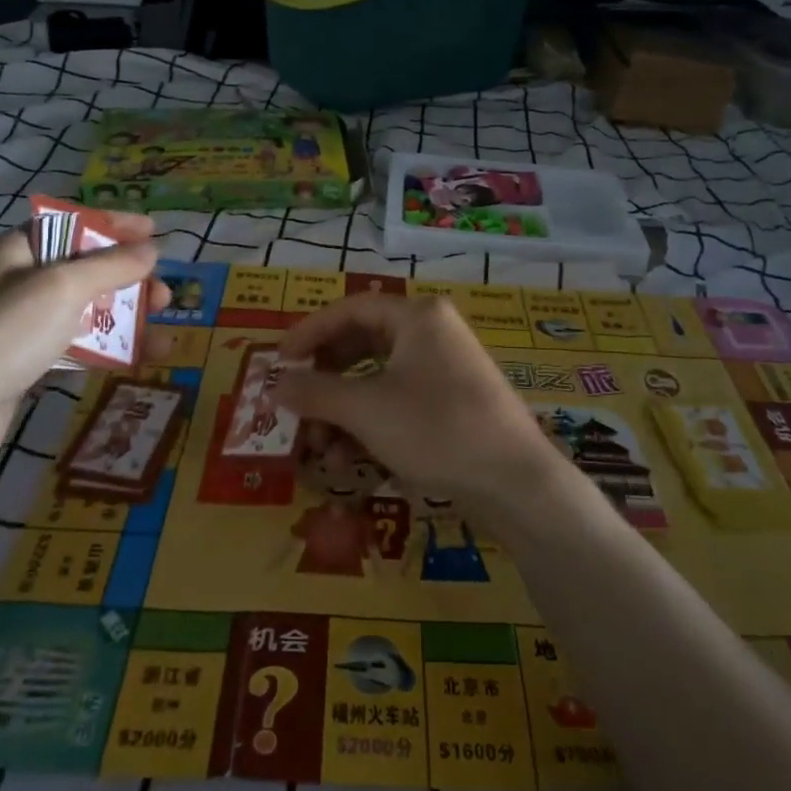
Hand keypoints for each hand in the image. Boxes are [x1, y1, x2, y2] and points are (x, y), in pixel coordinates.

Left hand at [0, 214, 169, 467]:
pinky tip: (139, 359)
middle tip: (165, 296)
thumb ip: (110, 266)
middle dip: (130, 280)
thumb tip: (151, 249)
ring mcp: (19, 326)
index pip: (74, 224)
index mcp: (18, 251)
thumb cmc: (2, 335)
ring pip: (85, 311)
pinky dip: (108, 349)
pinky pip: (75, 346)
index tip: (155, 232)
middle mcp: (17, 282)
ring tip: (164, 334)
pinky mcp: (23, 364)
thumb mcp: (62, 288)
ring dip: (127, 319)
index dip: (116, 226)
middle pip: (86, 270)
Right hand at [276, 294, 566, 519]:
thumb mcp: (366, 409)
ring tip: (322, 449)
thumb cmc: (436, 429)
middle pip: (362, 344)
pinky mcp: (452, 402)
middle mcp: (433, 332)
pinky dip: (371, 425)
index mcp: (417, 316)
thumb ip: (316, 392)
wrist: (514, 481)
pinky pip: (399, 401)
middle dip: (326, 381)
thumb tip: (275, 385)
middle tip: (297, 406)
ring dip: (344, 411)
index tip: (279, 362)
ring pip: (378, 379)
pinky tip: (351, 461)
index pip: (350, 309)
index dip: (309, 333)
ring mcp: (445, 368)